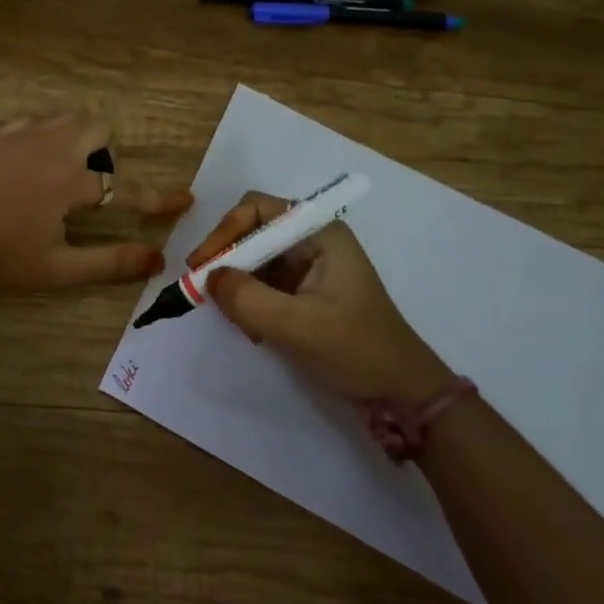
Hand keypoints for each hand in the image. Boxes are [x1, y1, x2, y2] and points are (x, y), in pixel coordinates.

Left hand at [0, 115, 191, 290]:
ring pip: (65, 118)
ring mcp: (20, 136)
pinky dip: (45, 136)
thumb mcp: (58, 268)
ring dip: (77, 139)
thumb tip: (156, 260)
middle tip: (90, 189)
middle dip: (107, 154)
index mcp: (70, 181)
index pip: (126, 189)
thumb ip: (109, 263)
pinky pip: (33, 122)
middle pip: (97, 130)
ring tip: (61, 174)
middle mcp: (51, 147)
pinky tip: (30, 164)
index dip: (158, 199)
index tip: (184, 201)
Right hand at [189, 191, 457, 408]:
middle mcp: (313, 242)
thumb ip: (247, 299)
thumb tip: (208, 279)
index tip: (201, 266)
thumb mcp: (297, 326)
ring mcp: (310, 268)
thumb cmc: (356, 351)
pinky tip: (251, 330)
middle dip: (227, 261)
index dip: (224, 232)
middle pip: (252, 233)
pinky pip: (264, 285)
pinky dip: (250, 303)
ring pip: (255, 261)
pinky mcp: (306, 294)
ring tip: (231, 317)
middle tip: (203, 292)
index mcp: (320, 234)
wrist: (403, 394)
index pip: (256, 209)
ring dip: (237, 286)